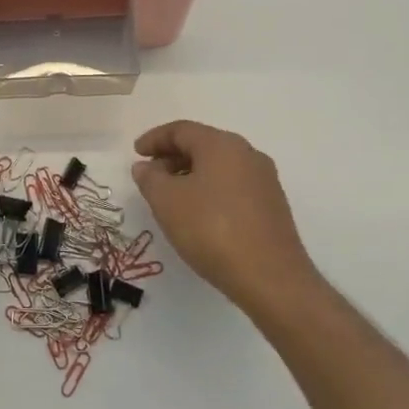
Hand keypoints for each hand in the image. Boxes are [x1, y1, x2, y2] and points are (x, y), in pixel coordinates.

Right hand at [132, 120, 319, 315]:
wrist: (271, 278)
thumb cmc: (212, 230)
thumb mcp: (167, 201)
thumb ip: (150, 178)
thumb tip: (146, 166)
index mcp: (221, 144)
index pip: (181, 130)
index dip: (154, 139)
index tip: (136, 153)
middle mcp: (247, 154)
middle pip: (202, 144)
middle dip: (172, 156)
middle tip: (150, 176)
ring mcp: (264, 180)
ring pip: (218, 166)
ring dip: (191, 174)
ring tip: (171, 197)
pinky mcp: (272, 205)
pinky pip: (233, 185)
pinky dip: (210, 190)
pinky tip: (199, 214)